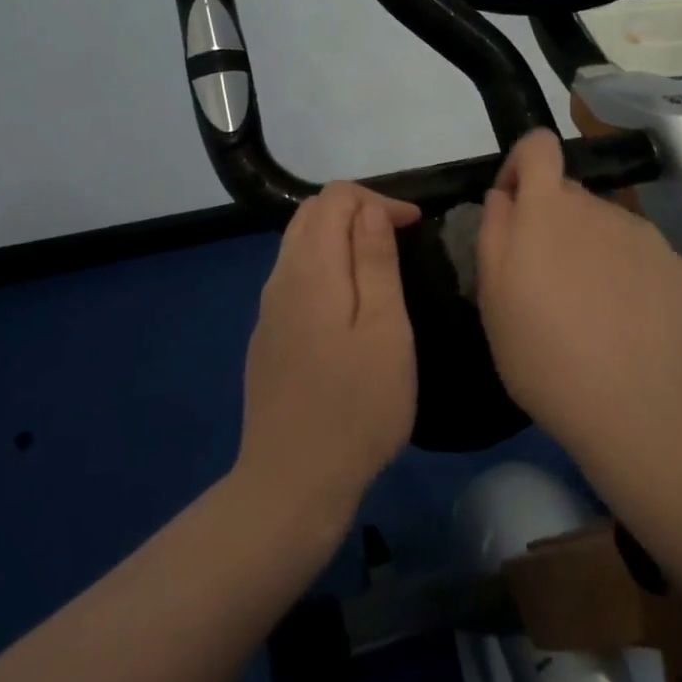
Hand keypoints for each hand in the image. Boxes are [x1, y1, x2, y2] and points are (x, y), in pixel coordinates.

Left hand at [237, 183, 421, 524]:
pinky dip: (325, 266)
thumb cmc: (357, 406)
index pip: (335, 198)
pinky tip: (349, 304)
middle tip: (399, 239)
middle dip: (357, 211)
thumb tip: (370, 209)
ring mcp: (269, 310)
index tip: (414, 226)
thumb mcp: (385, 329)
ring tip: (380, 265)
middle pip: (311, 214)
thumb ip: (376, 261)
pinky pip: (294, 278)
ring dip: (340, 238)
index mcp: (311, 269)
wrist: (293, 483)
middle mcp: (281, 278)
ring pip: (299, 245)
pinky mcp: (267, 338)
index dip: (377, 200)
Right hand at [476, 130, 681, 455]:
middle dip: (551, 222)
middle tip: (544, 282)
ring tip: (587, 308)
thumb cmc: (544, 355)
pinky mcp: (675, 263)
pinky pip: (637, 251)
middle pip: (568, 194)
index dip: (522, 165)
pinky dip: (624, 270)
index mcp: (548, 209)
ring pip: (603, 224)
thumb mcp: (493, 298)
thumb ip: (494, 231)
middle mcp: (598, 207)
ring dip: (588, 248)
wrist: (636, 407)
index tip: (514, 207)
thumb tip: (505, 196)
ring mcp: (642, 233)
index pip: (538, 145)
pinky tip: (624, 318)